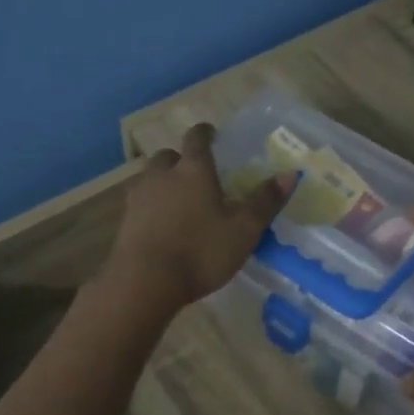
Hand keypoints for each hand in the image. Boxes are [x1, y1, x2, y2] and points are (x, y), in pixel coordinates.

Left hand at [104, 124, 289, 309]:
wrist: (144, 281)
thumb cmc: (200, 251)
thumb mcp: (243, 230)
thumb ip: (265, 201)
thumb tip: (290, 173)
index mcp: (193, 169)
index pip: (197, 138)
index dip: (205, 133)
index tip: (211, 134)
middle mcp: (162, 175)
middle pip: (168, 156)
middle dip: (181, 160)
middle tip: (195, 173)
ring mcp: (139, 197)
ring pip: (150, 178)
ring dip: (163, 182)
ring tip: (177, 199)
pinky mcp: (123, 221)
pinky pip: (139, 203)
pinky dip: (151, 206)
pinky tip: (160, 224)